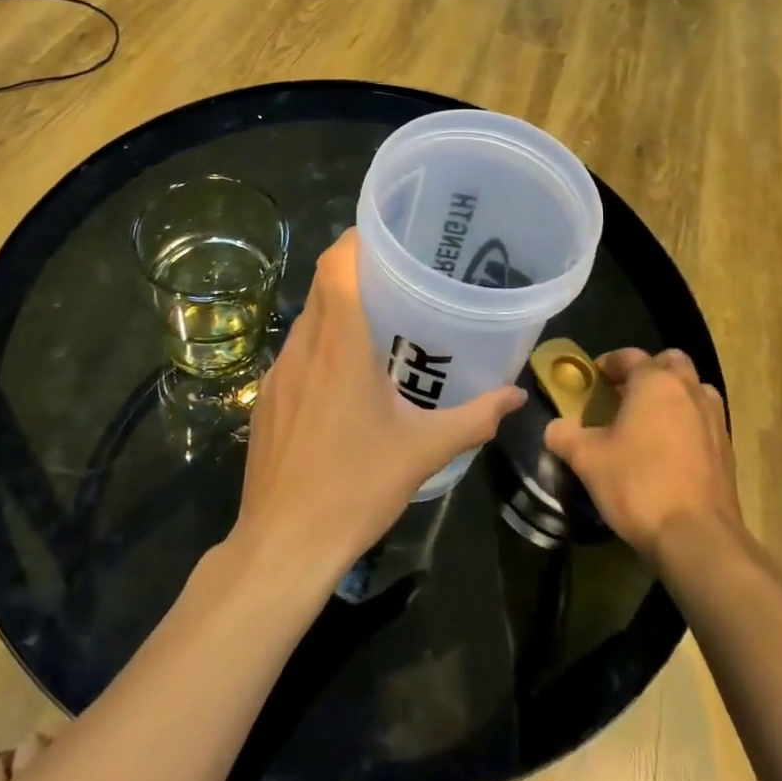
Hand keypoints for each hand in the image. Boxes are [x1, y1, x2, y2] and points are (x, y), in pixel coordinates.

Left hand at [232, 230, 525, 585]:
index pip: (336, 264)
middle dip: (356, 271)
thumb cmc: (355, 487)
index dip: (356, 239)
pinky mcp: (265, 398)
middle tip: (398, 276)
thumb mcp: (423, 451)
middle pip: (323, 285)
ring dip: (337, 310)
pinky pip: (295, 353)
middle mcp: (303, 346)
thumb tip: (517, 398)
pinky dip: (319, 345)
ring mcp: (277, 372)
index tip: (387, 235)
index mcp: (339, 344)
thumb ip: (474, 417)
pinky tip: (343, 378)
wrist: (283, 544)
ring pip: (307, 319)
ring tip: (377, 322)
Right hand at [543, 348, 742, 560]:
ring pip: (695, 390)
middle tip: (626, 393)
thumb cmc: (638, 485)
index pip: (630, 356)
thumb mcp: (587, 459)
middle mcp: (689, 392)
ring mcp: (714, 421)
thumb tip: (554, 428)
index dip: (608, 363)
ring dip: (674, 395)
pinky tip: (670, 451)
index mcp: (655, 383)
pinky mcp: (727, 451)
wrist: (697, 539)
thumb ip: (564, 436)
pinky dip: (688, 423)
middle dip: (649, 370)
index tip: (593, 380)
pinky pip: (705, 421)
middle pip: (671, 363)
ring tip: (651, 419)